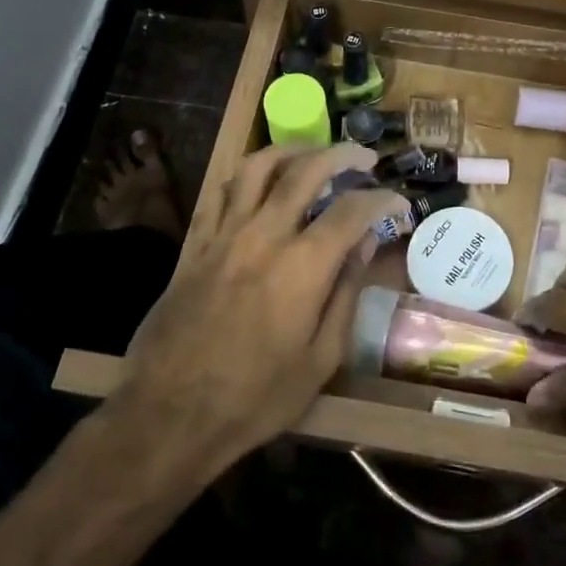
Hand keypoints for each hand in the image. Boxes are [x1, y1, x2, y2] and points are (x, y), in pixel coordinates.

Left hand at [119, 143, 408, 473]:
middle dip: (342, 155)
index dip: (381, 199)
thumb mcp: (320, 359)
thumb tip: (365, 246)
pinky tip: (261, 183)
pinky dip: (247, 176)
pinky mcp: (196, 244)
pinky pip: (222, 192)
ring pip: (257, 167)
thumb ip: (345, 294)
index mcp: (303, 266)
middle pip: (306, 170)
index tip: (396, 203)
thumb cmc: (255, 398)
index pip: (352, 210)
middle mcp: (265, 235)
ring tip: (311, 155)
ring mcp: (225, 234)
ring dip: (291, 151)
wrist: (169, 414)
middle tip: (362, 159)